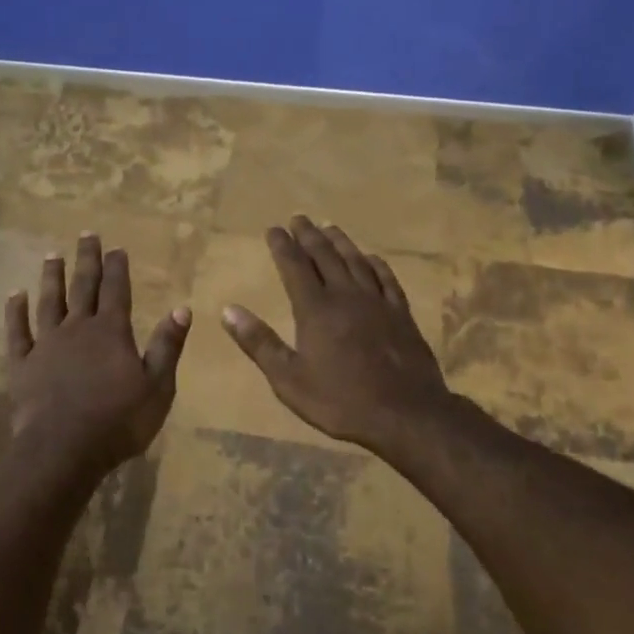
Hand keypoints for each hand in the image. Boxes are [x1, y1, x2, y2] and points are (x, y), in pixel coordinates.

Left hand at [5, 232, 191, 479]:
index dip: (117, 268)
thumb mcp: (157, 387)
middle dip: (87, 260)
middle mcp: (77, 329)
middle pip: (83, 286)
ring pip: (49, 302)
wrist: (63, 450)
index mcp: (111, 332)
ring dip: (52, 277)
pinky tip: (15, 295)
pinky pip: (17, 331)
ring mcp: (46, 344)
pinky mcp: (22, 364)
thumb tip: (182, 308)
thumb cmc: (118, 422)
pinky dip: (15, 312)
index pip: (116, 290)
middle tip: (86, 234)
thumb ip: (167, 346)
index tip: (116, 247)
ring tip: (53, 255)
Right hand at [221, 217, 458, 452]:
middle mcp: (345, 296)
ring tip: (329, 227)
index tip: (273, 228)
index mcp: (315, 309)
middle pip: (324, 256)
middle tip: (299, 218)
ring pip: (356, 261)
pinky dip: (376, 264)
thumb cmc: (341, 401)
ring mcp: (377, 302)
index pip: (294, 267)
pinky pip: (387, 279)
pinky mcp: (401, 314)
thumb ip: (259, 343)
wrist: (406, 415)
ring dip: (340, 242)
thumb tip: (227, 310)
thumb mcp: (288, 379)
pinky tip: (372, 258)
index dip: (282, 245)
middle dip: (308, 235)